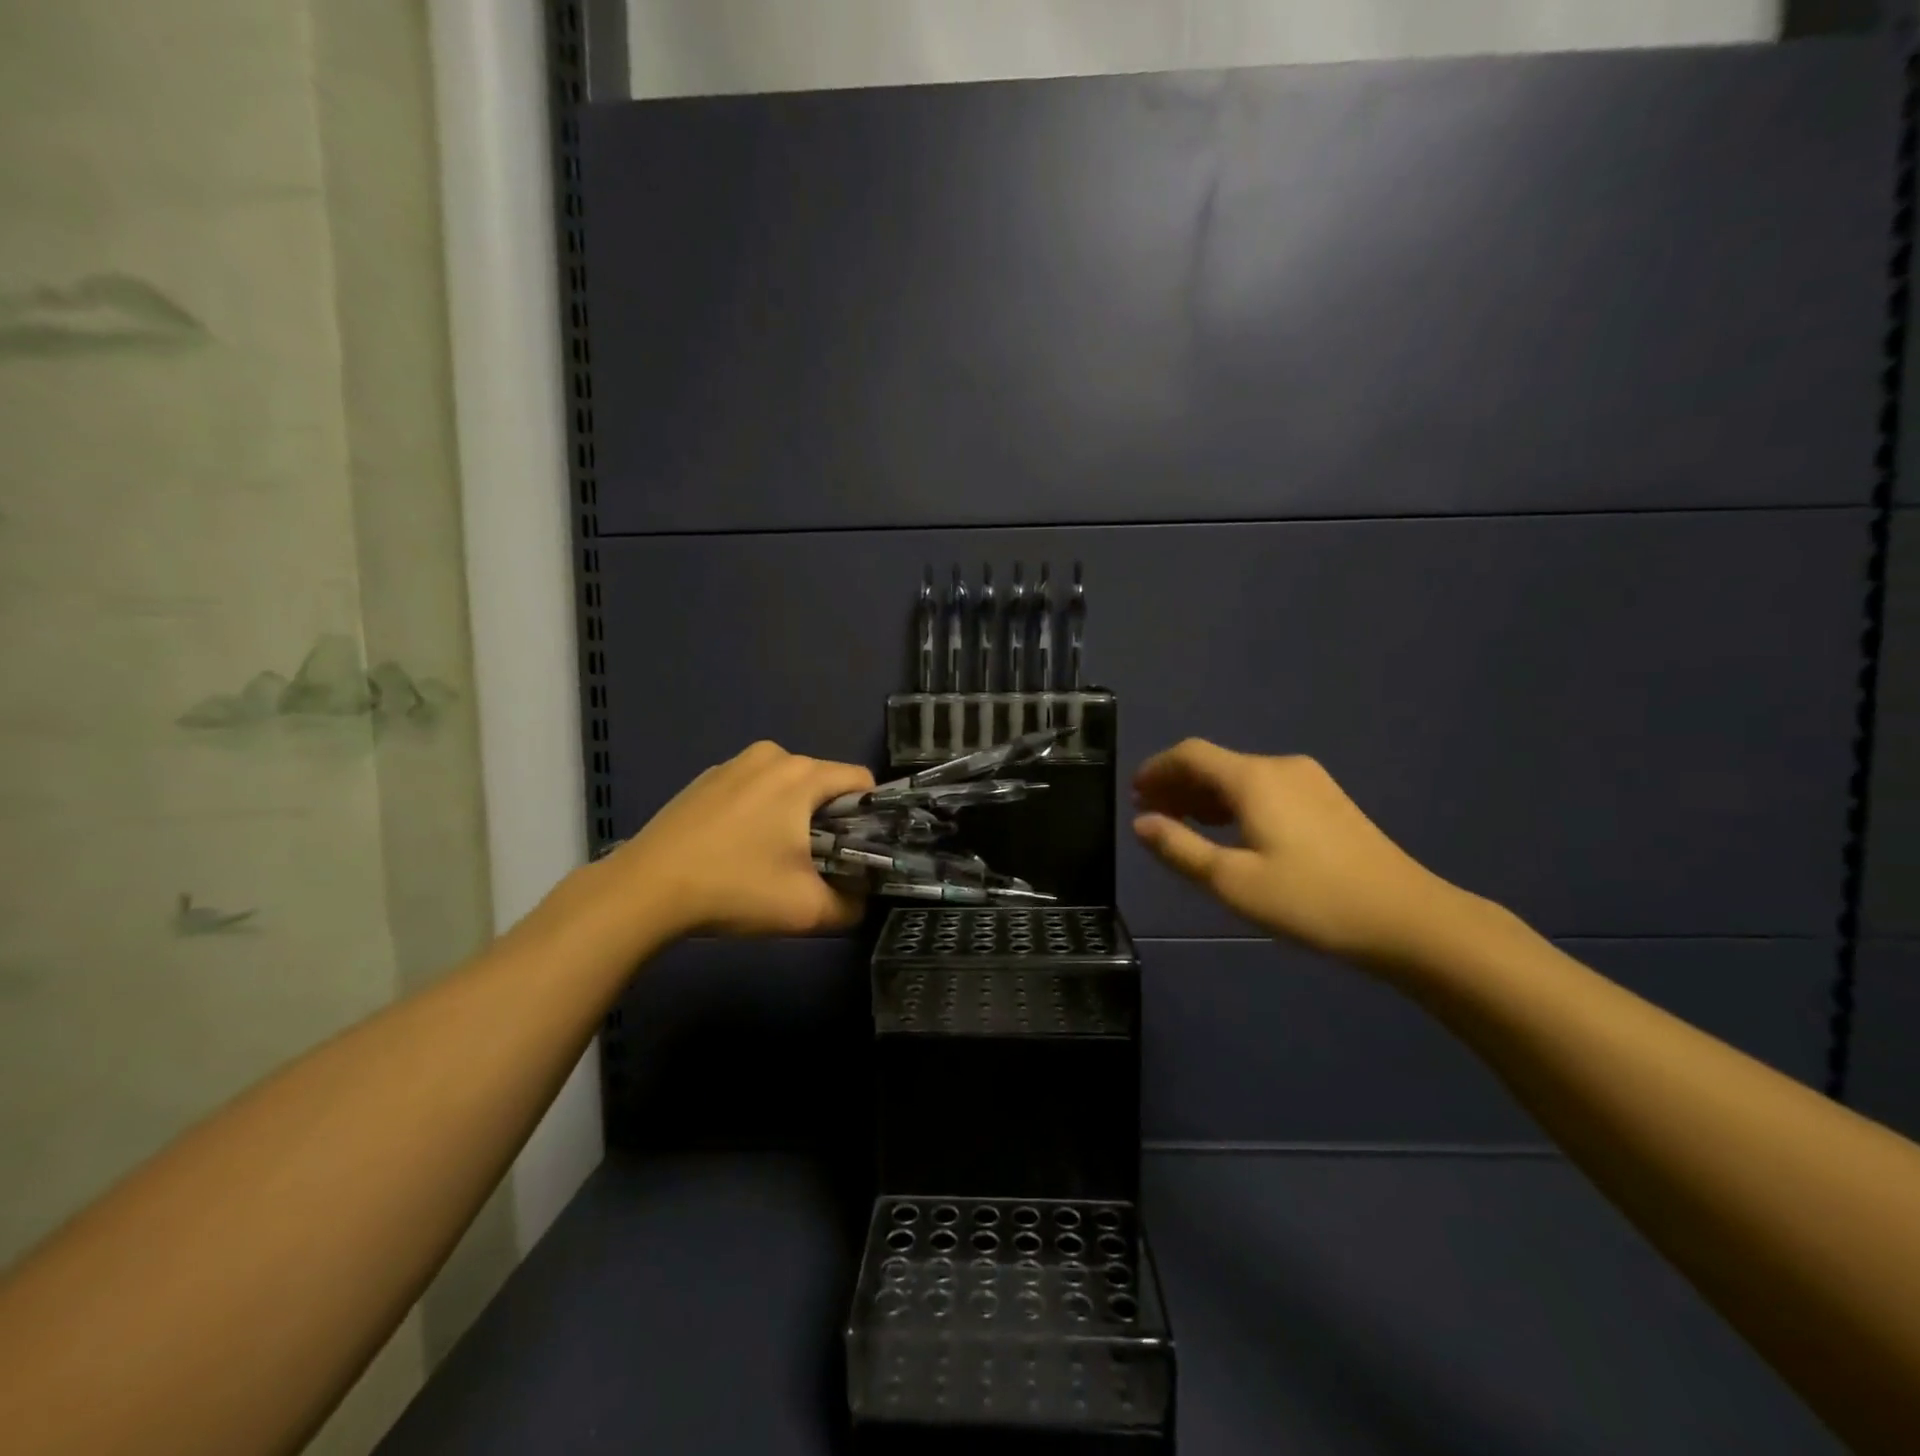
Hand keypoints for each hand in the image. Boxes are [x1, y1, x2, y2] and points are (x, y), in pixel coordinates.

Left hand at [613, 740, 874, 938]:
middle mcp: (771, 756)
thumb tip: (861, 902)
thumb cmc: (735, 888)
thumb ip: (852, 906)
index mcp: (802, 774)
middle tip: (815, 865)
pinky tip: (738, 850)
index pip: (861, 781)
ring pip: (787, 786)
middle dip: (829, 820)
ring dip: (793, 817)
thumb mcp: (807, 910)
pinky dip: (759, 813)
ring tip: (773, 860)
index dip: (870, 816)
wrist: (645, 890)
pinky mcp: (705, 780)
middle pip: (823, 783)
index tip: (858, 852)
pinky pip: (753, 790)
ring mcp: (733, 764)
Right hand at [1132, 739, 1463, 967]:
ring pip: (1240, 777)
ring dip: (1205, 795)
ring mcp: (1309, 781)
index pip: (1190, 754)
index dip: (1156, 769)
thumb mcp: (1233, 881)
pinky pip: (1265, 788)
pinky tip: (1229, 831)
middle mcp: (1279, 767)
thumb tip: (1141, 823)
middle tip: (1151, 815)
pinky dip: (1235, 802)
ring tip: (1182, 825)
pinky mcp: (1327, 800)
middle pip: (1215, 763)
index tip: (1133, 795)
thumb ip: (1180, 848)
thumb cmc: (1311, 900)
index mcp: (1253, 778)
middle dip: (1177, 784)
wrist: (1407, 918)